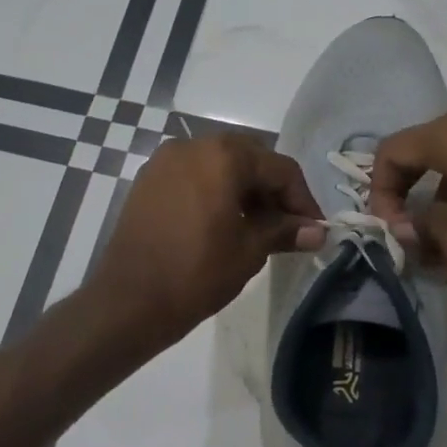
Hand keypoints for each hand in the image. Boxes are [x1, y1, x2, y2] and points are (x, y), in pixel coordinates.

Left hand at [92, 133, 325, 343]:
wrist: (129, 301)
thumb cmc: (197, 273)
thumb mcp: (250, 250)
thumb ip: (285, 231)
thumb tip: (318, 232)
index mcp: (223, 156)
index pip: (279, 168)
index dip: (302, 199)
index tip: (314, 228)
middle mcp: (193, 145)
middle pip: (249, 158)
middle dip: (272, 189)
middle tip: (288, 225)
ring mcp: (165, 161)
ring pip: (219, 164)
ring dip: (244, 189)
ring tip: (258, 227)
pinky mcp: (148, 180)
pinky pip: (193, 175)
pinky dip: (215, 190)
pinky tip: (223, 222)